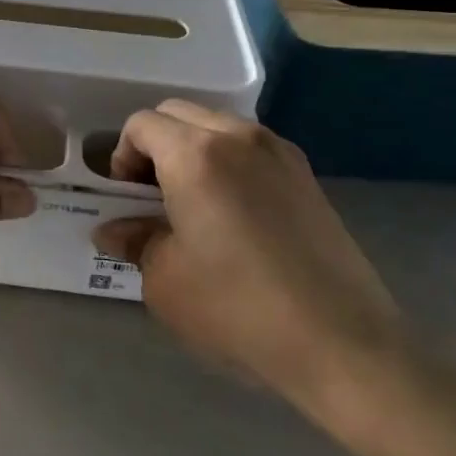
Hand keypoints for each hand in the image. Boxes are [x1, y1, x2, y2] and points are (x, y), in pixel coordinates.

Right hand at [94, 101, 409, 443]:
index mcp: (194, 154)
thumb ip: (134, 241)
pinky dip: (227, 161)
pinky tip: (233, 213)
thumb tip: (113, 230)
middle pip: (178, 113)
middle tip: (151, 196)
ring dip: (192, 149)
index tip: (125, 198)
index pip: (141, 125)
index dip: (121, 156)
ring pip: (217, 125)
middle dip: (154, 145)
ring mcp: (278, 152)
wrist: (341, 342)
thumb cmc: (238, 308)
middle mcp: (237, 136)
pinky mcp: (306, 175)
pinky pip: (250, 147)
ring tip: (192, 203)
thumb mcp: (165, 280)